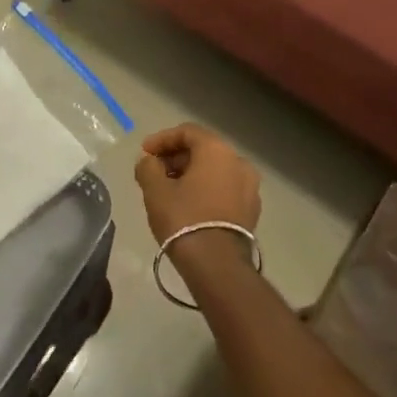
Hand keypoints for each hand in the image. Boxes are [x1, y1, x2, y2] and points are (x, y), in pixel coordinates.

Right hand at [133, 124, 261, 244]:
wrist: (217, 264)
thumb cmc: (183, 218)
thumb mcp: (154, 189)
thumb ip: (148, 167)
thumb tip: (150, 162)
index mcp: (217, 151)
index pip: (187, 132)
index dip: (162, 139)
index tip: (145, 153)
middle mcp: (239, 162)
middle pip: (203, 150)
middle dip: (176, 158)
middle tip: (154, 171)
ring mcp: (250, 188)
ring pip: (215, 170)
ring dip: (191, 174)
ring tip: (169, 190)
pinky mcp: (251, 210)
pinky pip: (225, 189)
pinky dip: (206, 189)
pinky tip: (188, 205)